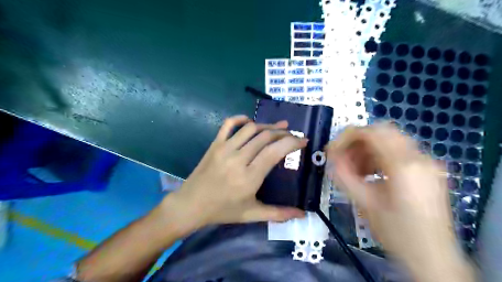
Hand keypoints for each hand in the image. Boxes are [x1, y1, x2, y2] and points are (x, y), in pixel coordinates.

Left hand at [162, 115, 308, 232]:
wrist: (191, 205)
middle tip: (292, 134)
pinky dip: (241, 119)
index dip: (292, 142)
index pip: (275, 152)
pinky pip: (228, 124)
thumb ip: (278, 213)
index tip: (303, 140)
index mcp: (249, 177)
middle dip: (283, 133)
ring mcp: (224, 149)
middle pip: (265, 136)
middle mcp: (238, 159)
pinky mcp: (215, 144)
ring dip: (267, 125)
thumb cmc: (223, 210)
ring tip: (278, 127)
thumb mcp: (251, 214)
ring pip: (250, 128)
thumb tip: (302, 215)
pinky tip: (250, 122)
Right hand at [326, 124, 475, 281]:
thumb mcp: (365, 203)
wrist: (432, 257)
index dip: (346, 137)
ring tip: (355, 169)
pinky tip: (371, 173)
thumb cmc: (396, 233)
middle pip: (382, 131)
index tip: (333, 150)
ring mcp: (426, 162)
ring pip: (390, 140)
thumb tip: (331, 158)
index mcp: (403, 165)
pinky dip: (380, 156)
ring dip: (368, 149)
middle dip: (357, 141)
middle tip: (343, 157)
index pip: (371, 133)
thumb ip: (344, 176)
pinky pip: (398, 151)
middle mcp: (418, 157)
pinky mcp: (427, 170)